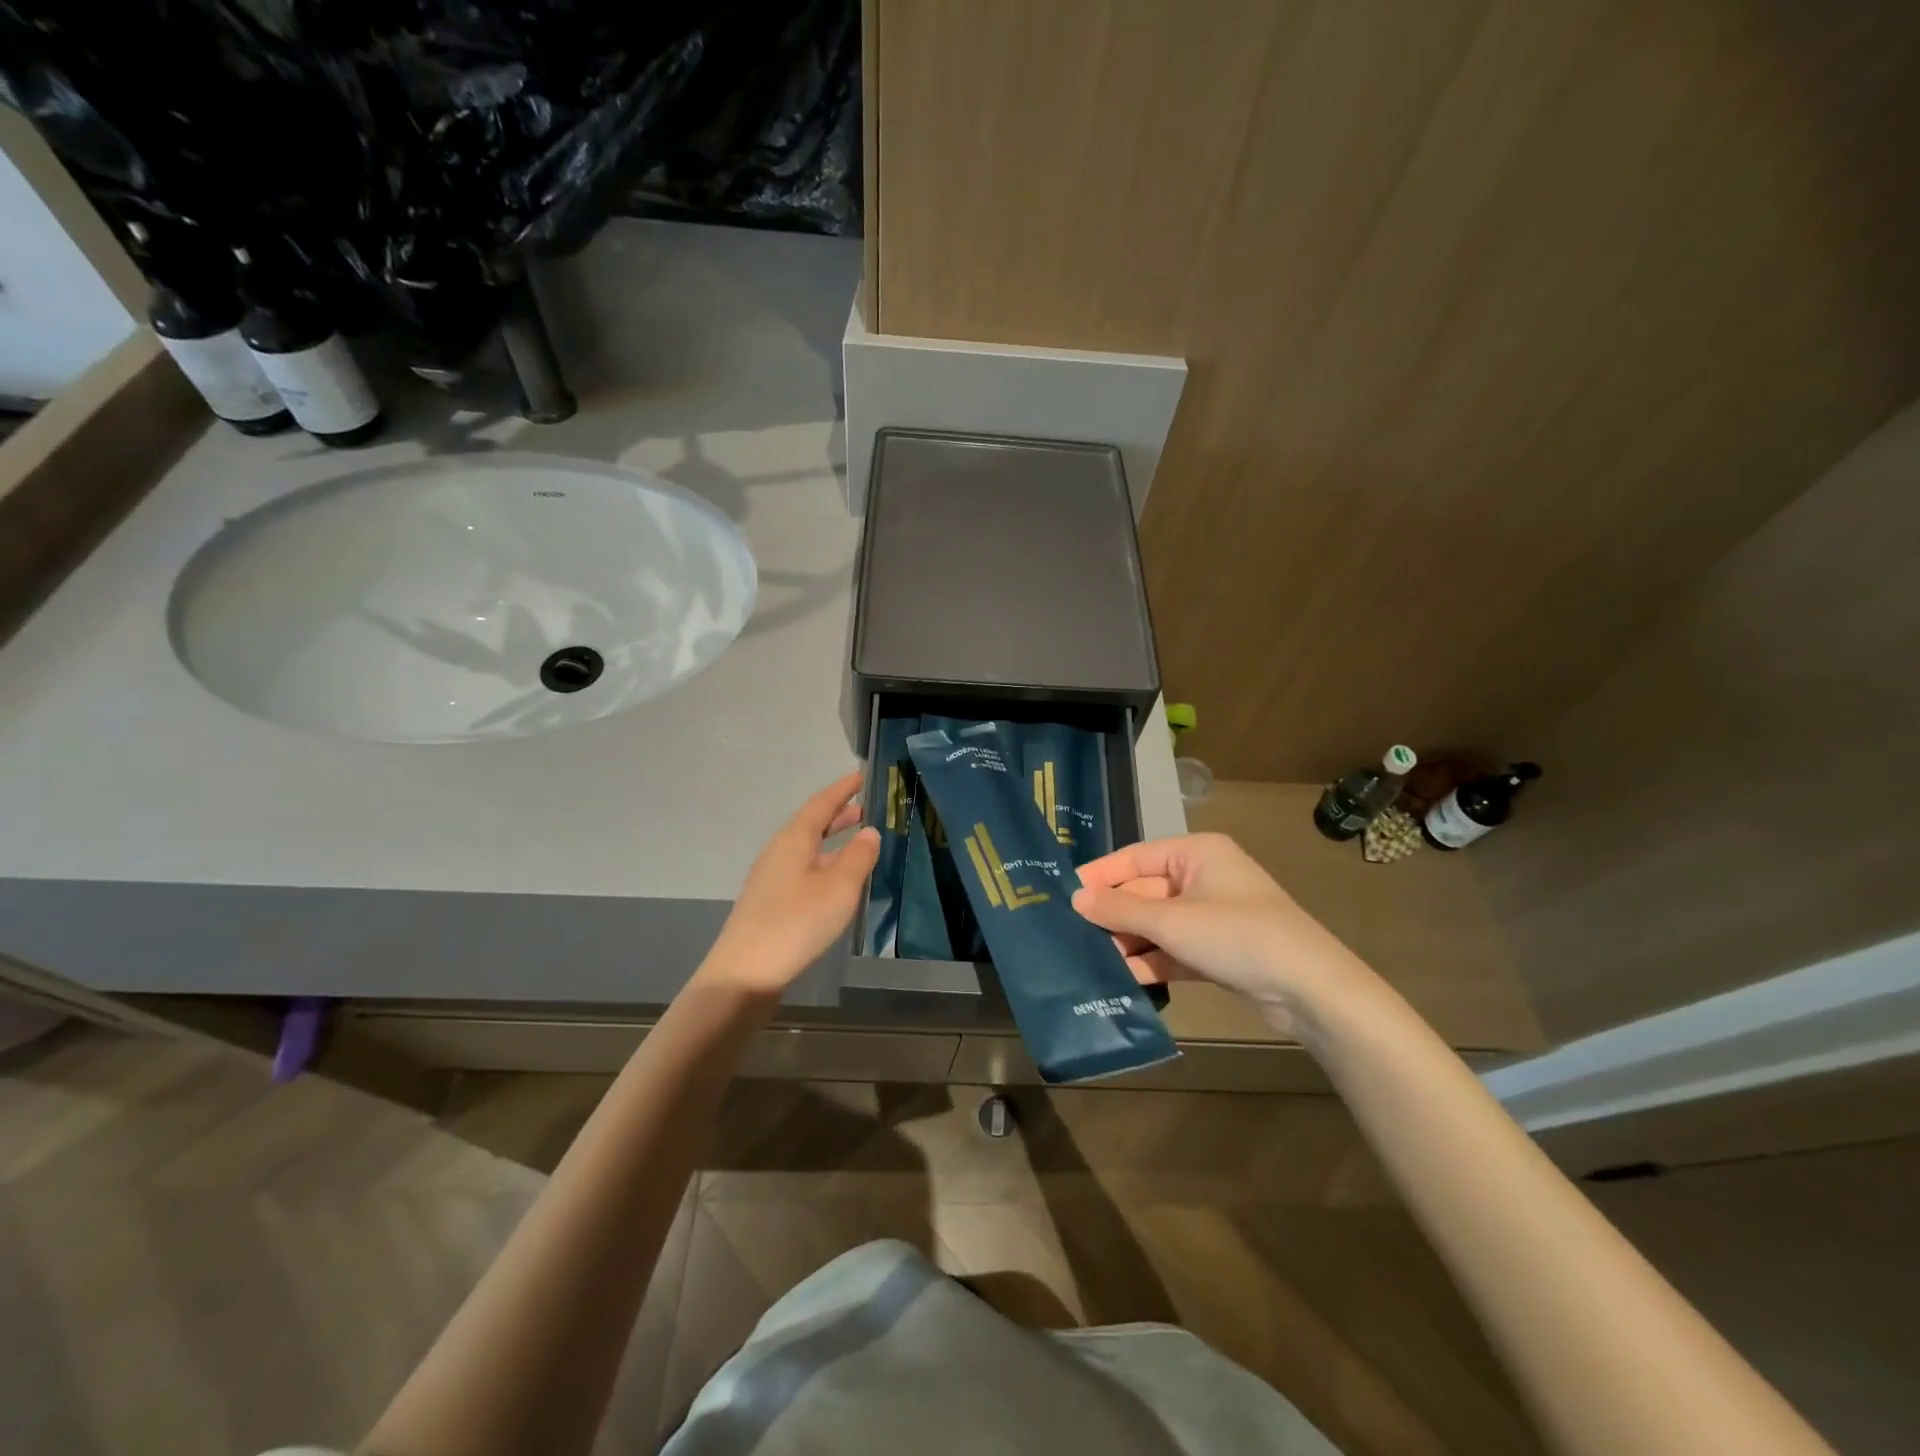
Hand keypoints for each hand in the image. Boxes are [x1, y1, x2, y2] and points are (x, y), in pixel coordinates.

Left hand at [700, 771, 881, 997]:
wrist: (745, 973)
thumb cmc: (796, 923)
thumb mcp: (838, 888)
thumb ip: (858, 857)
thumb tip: (870, 832)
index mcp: (794, 840)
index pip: (820, 804)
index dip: (842, 790)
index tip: (860, 776)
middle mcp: (779, 852)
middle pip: (811, 825)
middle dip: (837, 815)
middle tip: (864, 808)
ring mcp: (771, 878)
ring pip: (807, 849)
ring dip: (832, 841)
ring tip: (857, 842)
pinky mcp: (770, 903)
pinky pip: (803, 870)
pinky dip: (824, 864)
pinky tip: (836, 882)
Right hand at [1071, 833, 1370, 1030]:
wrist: (1309, 989)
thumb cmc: (1237, 935)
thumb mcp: (1172, 921)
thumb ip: (1121, 910)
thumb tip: (1075, 898)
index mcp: (1195, 853)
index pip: (1135, 857)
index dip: (1100, 875)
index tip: (1064, 893)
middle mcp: (1203, 876)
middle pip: (1145, 891)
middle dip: (1113, 915)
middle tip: (1071, 934)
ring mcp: (1212, 915)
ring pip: (1158, 923)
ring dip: (1129, 941)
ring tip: (1089, 960)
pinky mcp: (1218, 949)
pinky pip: (1174, 948)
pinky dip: (1152, 960)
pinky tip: (1122, 978)